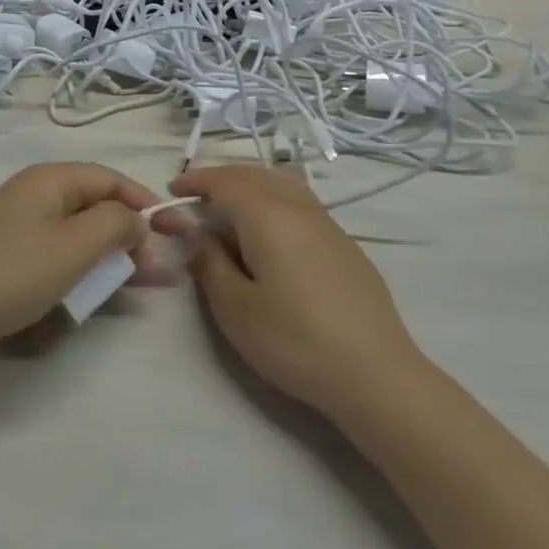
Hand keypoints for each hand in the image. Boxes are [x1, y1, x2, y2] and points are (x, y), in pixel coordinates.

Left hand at [0, 163, 157, 348]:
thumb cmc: (17, 270)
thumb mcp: (76, 245)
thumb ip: (116, 224)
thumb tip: (137, 219)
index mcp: (51, 178)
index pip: (110, 178)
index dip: (143, 201)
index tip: (171, 230)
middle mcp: (36, 191)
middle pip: (95, 202)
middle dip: (128, 231)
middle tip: (153, 267)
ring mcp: (20, 220)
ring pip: (79, 228)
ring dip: (109, 251)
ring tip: (134, 280)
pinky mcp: (10, 248)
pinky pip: (59, 247)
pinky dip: (83, 262)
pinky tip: (96, 286)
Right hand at [167, 165, 421, 421]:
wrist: (375, 373)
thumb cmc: (294, 340)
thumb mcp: (235, 307)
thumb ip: (208, 261)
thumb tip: (191, 230)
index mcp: (267, 215)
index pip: (224, 181)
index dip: (196, 180)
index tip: (172, 189)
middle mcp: (298, 207)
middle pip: (254, 175)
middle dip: (221, 179)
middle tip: (196, 198)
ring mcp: (328, 224)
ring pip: (282, 185)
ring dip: (250, 187)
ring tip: (230, 209)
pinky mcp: (345, 244)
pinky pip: (301, 204)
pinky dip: (274, 202)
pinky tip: (270, 234)